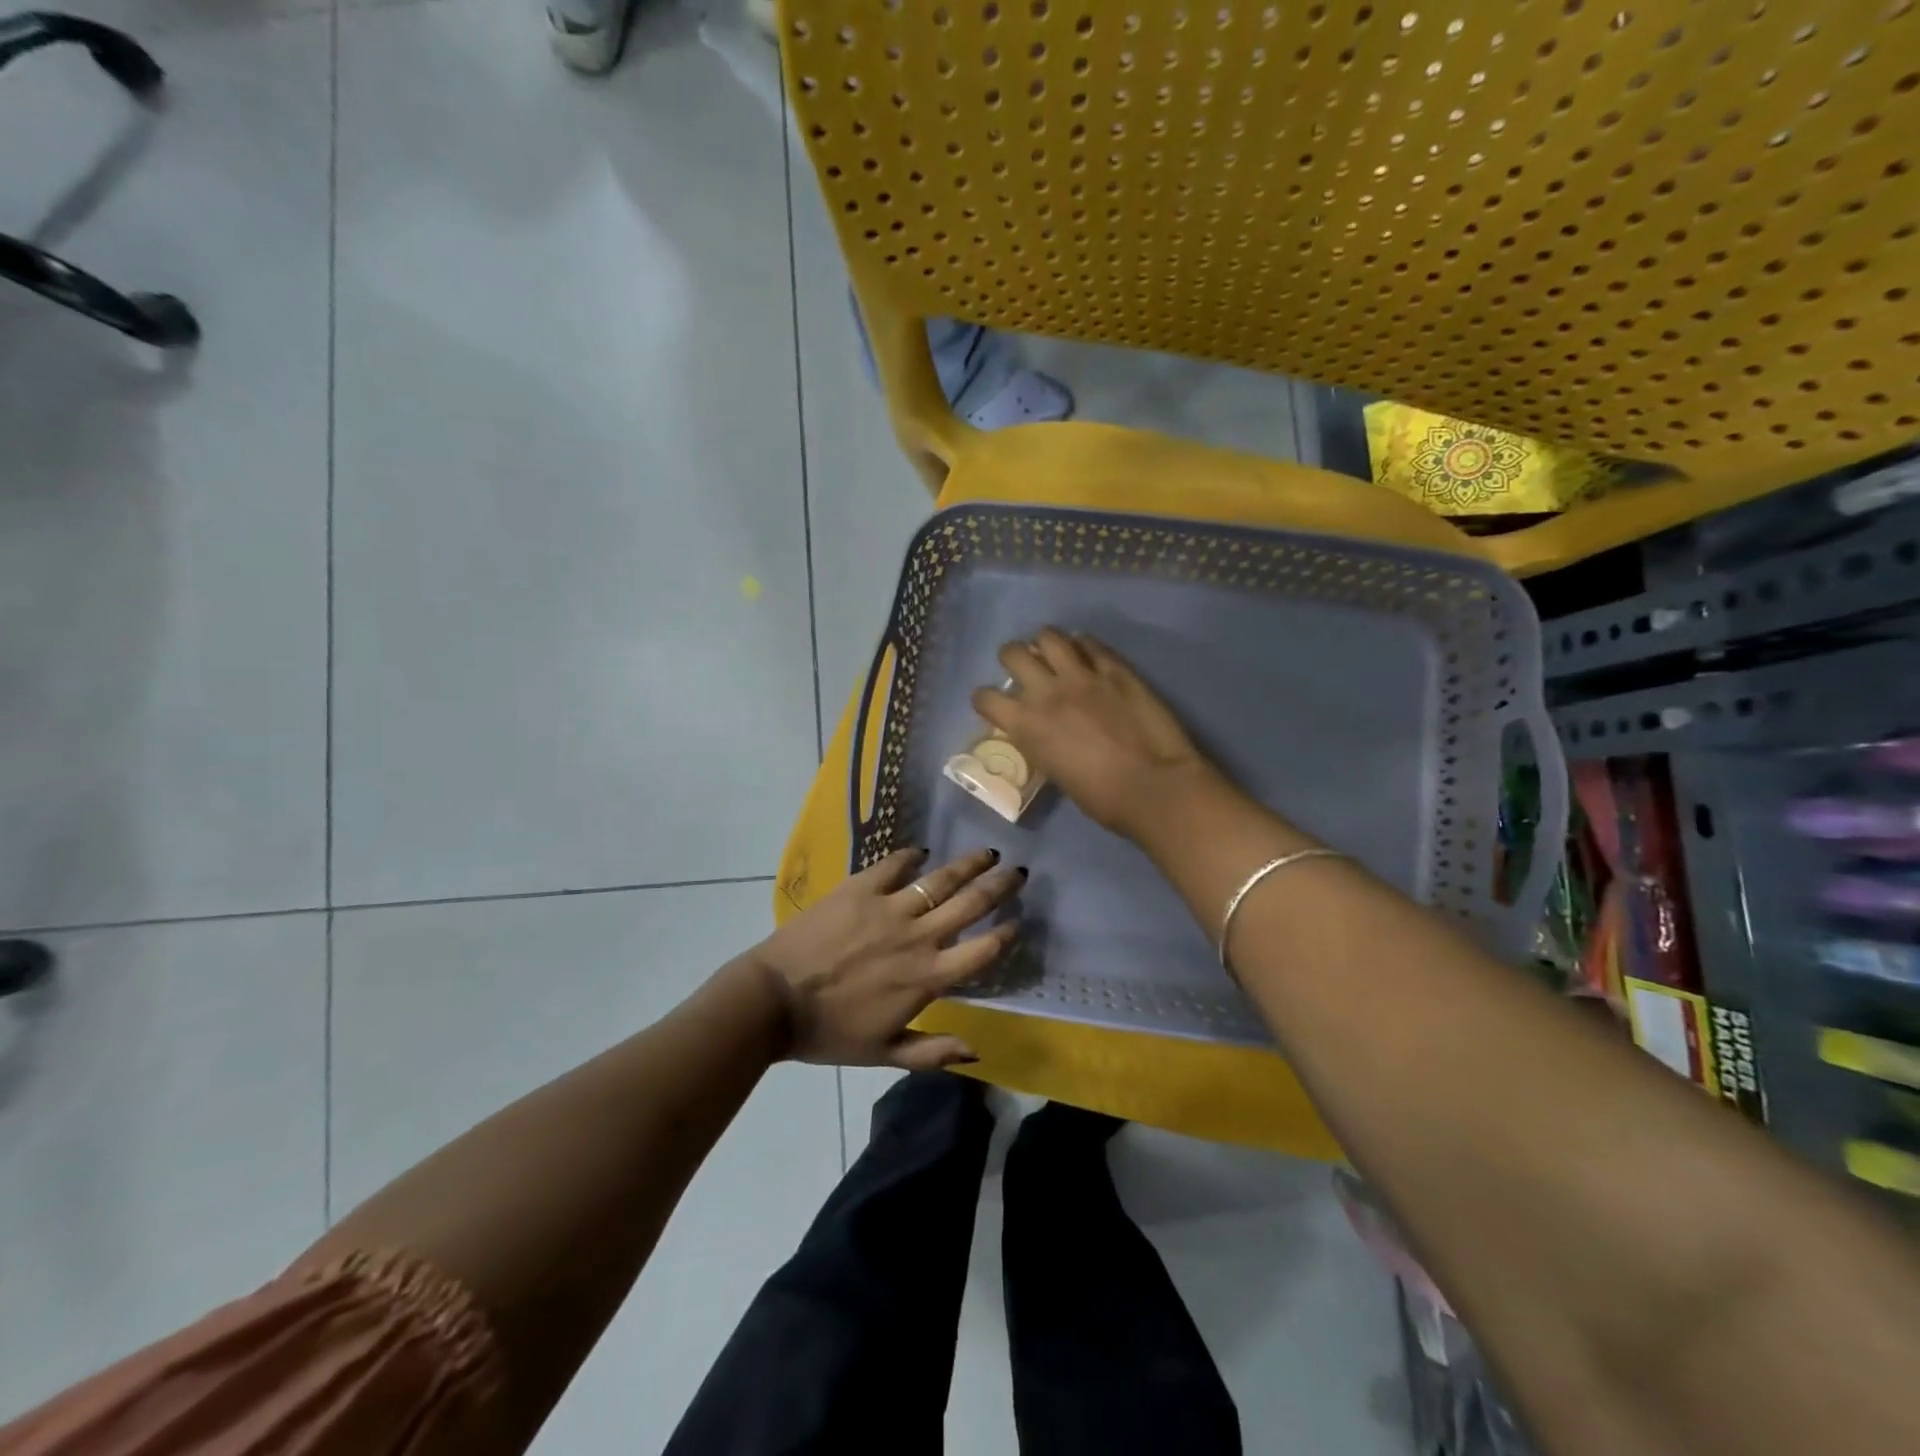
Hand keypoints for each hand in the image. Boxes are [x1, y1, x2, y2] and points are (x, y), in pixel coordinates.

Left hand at [749, 847, 1022, 1069]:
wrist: (772, 1001)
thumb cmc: (829, 1032)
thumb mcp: (885, 1054)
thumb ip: (933, 1052)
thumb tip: (977, 1052)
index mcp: (927, 978)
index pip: (981, 951)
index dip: (1004, 935)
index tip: (1016, 923)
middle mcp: (917, 937)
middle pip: (970, 904)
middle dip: (999, 886)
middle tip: (1018, 872)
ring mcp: (888, 908)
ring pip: (940, 879)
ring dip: (968, 864)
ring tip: (988, 853)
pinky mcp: (860, 888)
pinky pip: (894, 864)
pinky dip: (910, 856)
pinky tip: (921, 852)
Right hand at [973, 628, 1218, 838]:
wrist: (1154, 787)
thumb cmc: (1103, 799)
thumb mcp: (1057, 774)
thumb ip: (1043, 745)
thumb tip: (1046, 735)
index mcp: (1027, 726)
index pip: (986, 698)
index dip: (985, 699)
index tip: (992, 703)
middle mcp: (1047, 692)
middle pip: (1012, 654)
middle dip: (1012, 658)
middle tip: (1023, 667)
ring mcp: (1083, 676)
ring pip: (1049, 637)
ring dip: (1045, 642)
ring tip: (1052, 651)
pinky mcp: (1116, 669)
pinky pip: (1091, 644)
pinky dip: (1083, 645)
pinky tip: (1086, 653)